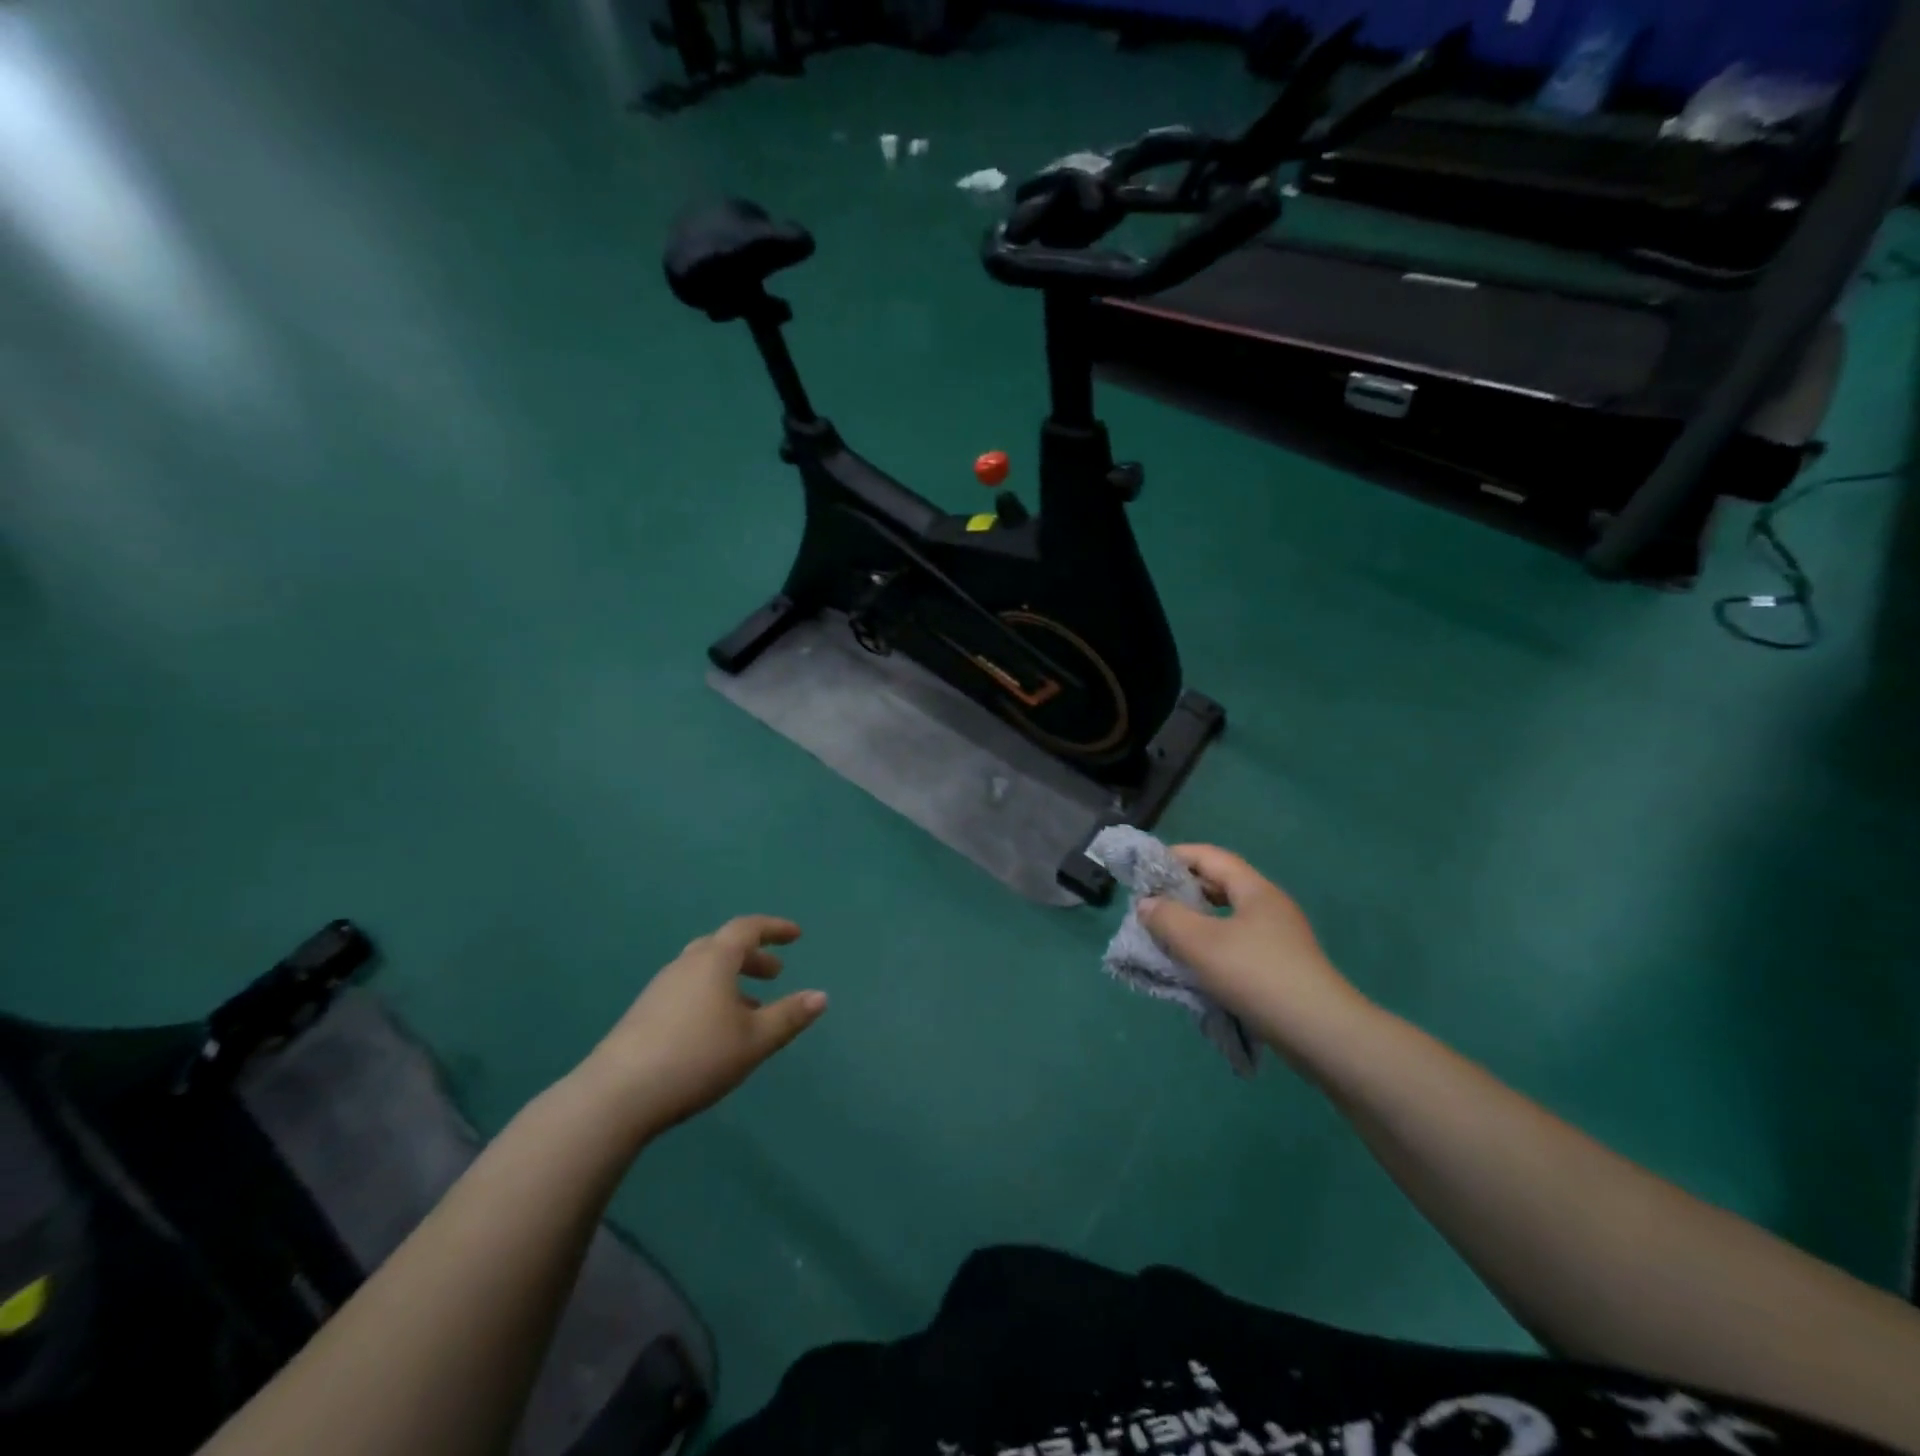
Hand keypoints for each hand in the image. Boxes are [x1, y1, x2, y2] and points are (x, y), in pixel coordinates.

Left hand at [579, 915, 827, 1138]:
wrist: (617, 1096)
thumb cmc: (696, 1057)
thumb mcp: (754, 1040)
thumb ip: (789, 1016)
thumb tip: (821, 996)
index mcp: (713, 961)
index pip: (747, 928)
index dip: (774, 928)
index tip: (796, 936)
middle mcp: (685, 965)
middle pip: (722, 946)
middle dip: (753, 956)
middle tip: (775, 975)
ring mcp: (660, 989)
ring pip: (703, 970)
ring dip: (731, 979)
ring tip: (750, 1008)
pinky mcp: (644, 1014)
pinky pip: (687, 990)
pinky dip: (710, 995)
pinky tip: (714, 1031)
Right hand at [1138, 846, 1364, 1047]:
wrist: (1321, 1034)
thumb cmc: (1257, 976)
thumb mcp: (1201, 944)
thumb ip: (1167, 919)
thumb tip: (1146, 904)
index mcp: (1255, 890)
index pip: (1210, 856)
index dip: (1176, 856)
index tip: (1145, 869)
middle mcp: (1269, 906)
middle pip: (1220, 884)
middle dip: (1183, 889)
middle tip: (1151, 904)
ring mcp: (1279, 937)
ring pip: (1228, 916)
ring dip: (1196, 920)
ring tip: (1167, 934)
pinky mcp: (1281, 966)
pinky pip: (1237, 941)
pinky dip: (1211, 943)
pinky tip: (1196, 962)